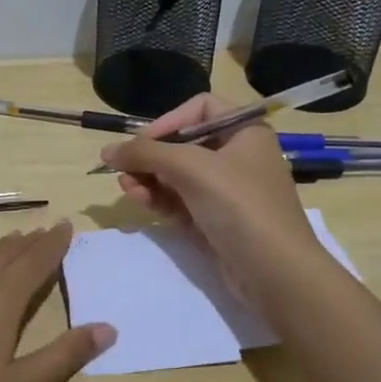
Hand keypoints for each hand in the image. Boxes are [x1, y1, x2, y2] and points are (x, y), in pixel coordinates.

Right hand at [100, 94, 318, 307]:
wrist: (275, 272)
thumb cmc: (239, 204)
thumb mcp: (191, 167)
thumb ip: (146, 153)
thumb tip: (105, 150)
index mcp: (245, 132)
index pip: (200, 108)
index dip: (169, 121)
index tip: (143, 142)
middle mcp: (237, 156)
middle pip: (183, 144)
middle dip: (151, 155)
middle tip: (122, 167)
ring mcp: (226, 191)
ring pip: (177, 175)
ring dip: (148, 178)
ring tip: (124, 186)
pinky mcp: (214, 220)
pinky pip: (180, 201)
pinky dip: (158, 198)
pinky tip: (137, 198)